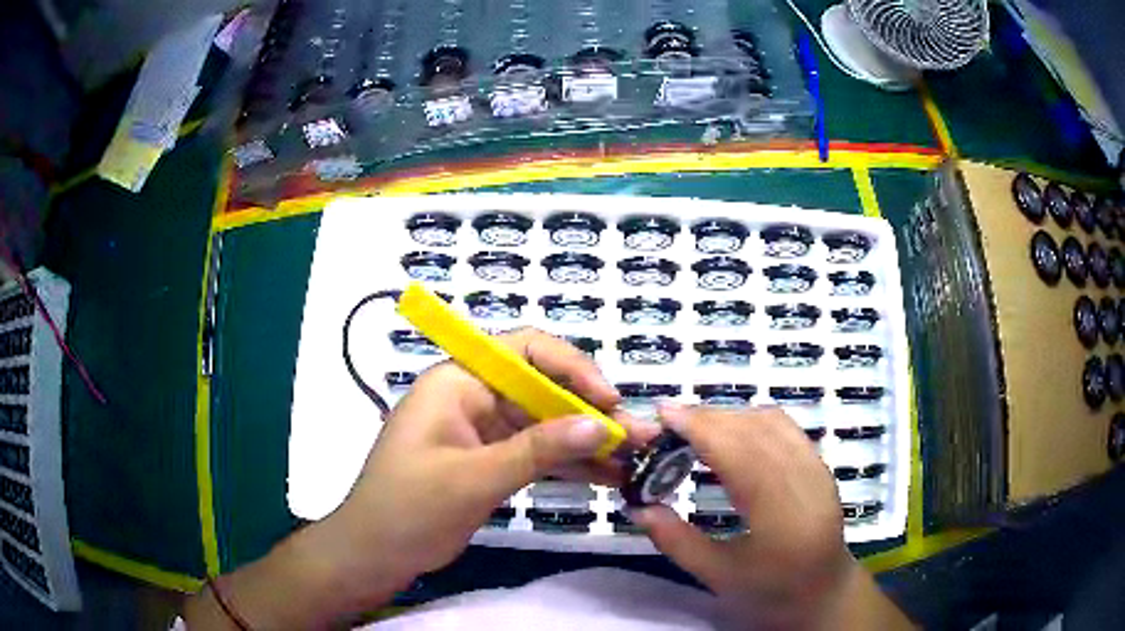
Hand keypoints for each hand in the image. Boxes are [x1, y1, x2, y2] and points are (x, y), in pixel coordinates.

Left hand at [322, 327, 656, 588]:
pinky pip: (538, 455)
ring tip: (635, 458)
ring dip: (588, 441)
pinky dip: (569, 465)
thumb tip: (600, 425)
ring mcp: (484, 432)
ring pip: (546, 426)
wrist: (376, 554)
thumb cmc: (410, 508)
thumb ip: (537, 451)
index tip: (609, 401)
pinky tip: (608, 476)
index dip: (572, 368)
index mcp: (459, 382)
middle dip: (591, 413)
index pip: (524, 351)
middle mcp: (474, 397)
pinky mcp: (491, 462)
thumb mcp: (474, 478)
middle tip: (638, 437)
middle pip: (543, 391)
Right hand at [630, 404, 913, 629]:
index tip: (664, 412)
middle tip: (670, 420)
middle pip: (754, 429)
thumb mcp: (717, 576)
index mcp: (778, 515)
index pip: (738, 453)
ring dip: (731, 415)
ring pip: (773, 421)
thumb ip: (676, 541)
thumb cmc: (769, 592)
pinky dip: (754, 419)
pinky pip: (787, 428)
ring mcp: (818, 469)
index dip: (700, 426)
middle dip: (709, 417)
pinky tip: (733, 431)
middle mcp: (804, 481)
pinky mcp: (821, 465)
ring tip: (696, 425)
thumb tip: (638, 507)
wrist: (823, 593)